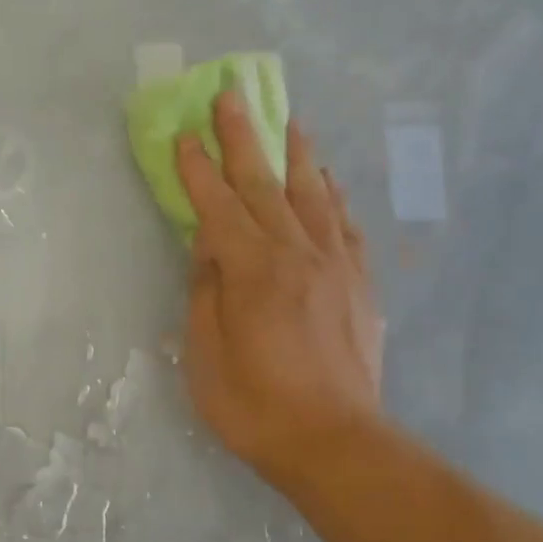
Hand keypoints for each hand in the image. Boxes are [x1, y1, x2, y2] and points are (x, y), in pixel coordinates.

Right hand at [176, 90, 384, 496]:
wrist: (335, 443)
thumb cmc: (255, 406)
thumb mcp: (206, 354)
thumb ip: (207, 291)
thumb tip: (208, 247)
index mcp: (252, 270)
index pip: (217, 206)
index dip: (197, 170)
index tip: (183, 135)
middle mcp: (296, 254)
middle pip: (264, 184)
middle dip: (243, 139)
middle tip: (230, 97)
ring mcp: (335, 266)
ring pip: (312, 195)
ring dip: (295, 155)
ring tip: (288, 121)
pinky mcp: (359, 285)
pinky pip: (345, 226)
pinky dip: (333, 197)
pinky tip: (327, 182)